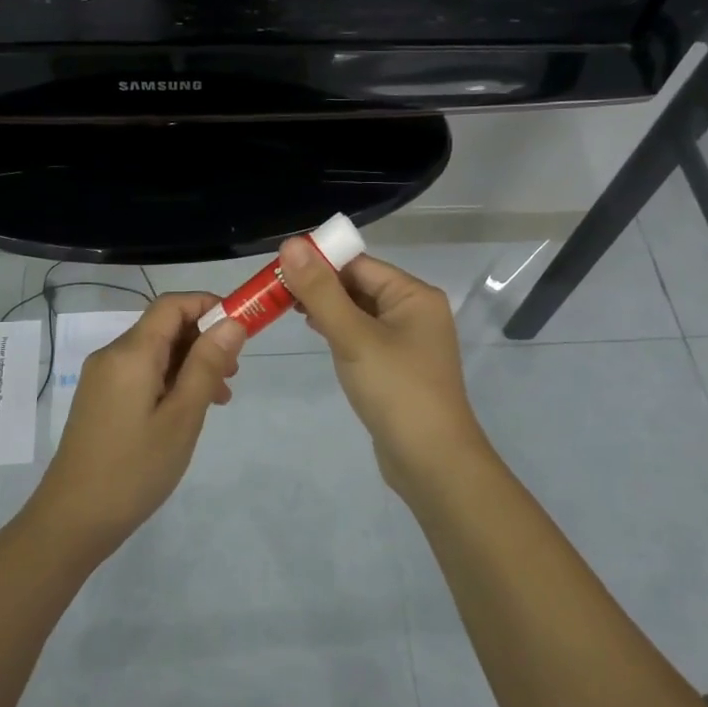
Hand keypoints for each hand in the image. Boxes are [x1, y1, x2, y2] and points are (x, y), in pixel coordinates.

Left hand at [32, 292, 245, 554]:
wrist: (72, 520)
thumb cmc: (134, 469)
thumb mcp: (182, 417)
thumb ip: (207, 365)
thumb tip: (231, 322)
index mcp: (131, 353)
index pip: (172, 304)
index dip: (209, 306)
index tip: (242, 328)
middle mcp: (112, 355)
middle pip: (164, 326)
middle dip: (204, 339)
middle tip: (234, 374)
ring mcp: (103, 377)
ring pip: (155, 352)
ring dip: (190, 363)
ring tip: (219, 397)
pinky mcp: (101, 399)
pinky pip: (142, 373)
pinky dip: (170, 380)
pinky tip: (188, 410)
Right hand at [279, 240, 494, 498]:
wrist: (432, 462)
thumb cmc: (395, 390)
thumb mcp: (353, 336)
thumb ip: (320, 291)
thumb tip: (291, 244)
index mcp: (414, 295)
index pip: (359, 264)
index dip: (320, 262)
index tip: (278, 268)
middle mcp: (415, 311)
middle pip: (360, 285)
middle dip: (320, 286)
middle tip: (275, 290)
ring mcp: (408, 341)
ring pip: (360, 311)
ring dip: (327, 308)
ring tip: (287, 308)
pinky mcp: (397, 366)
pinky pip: (364, 336)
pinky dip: (340, 330)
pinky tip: (316, 333)